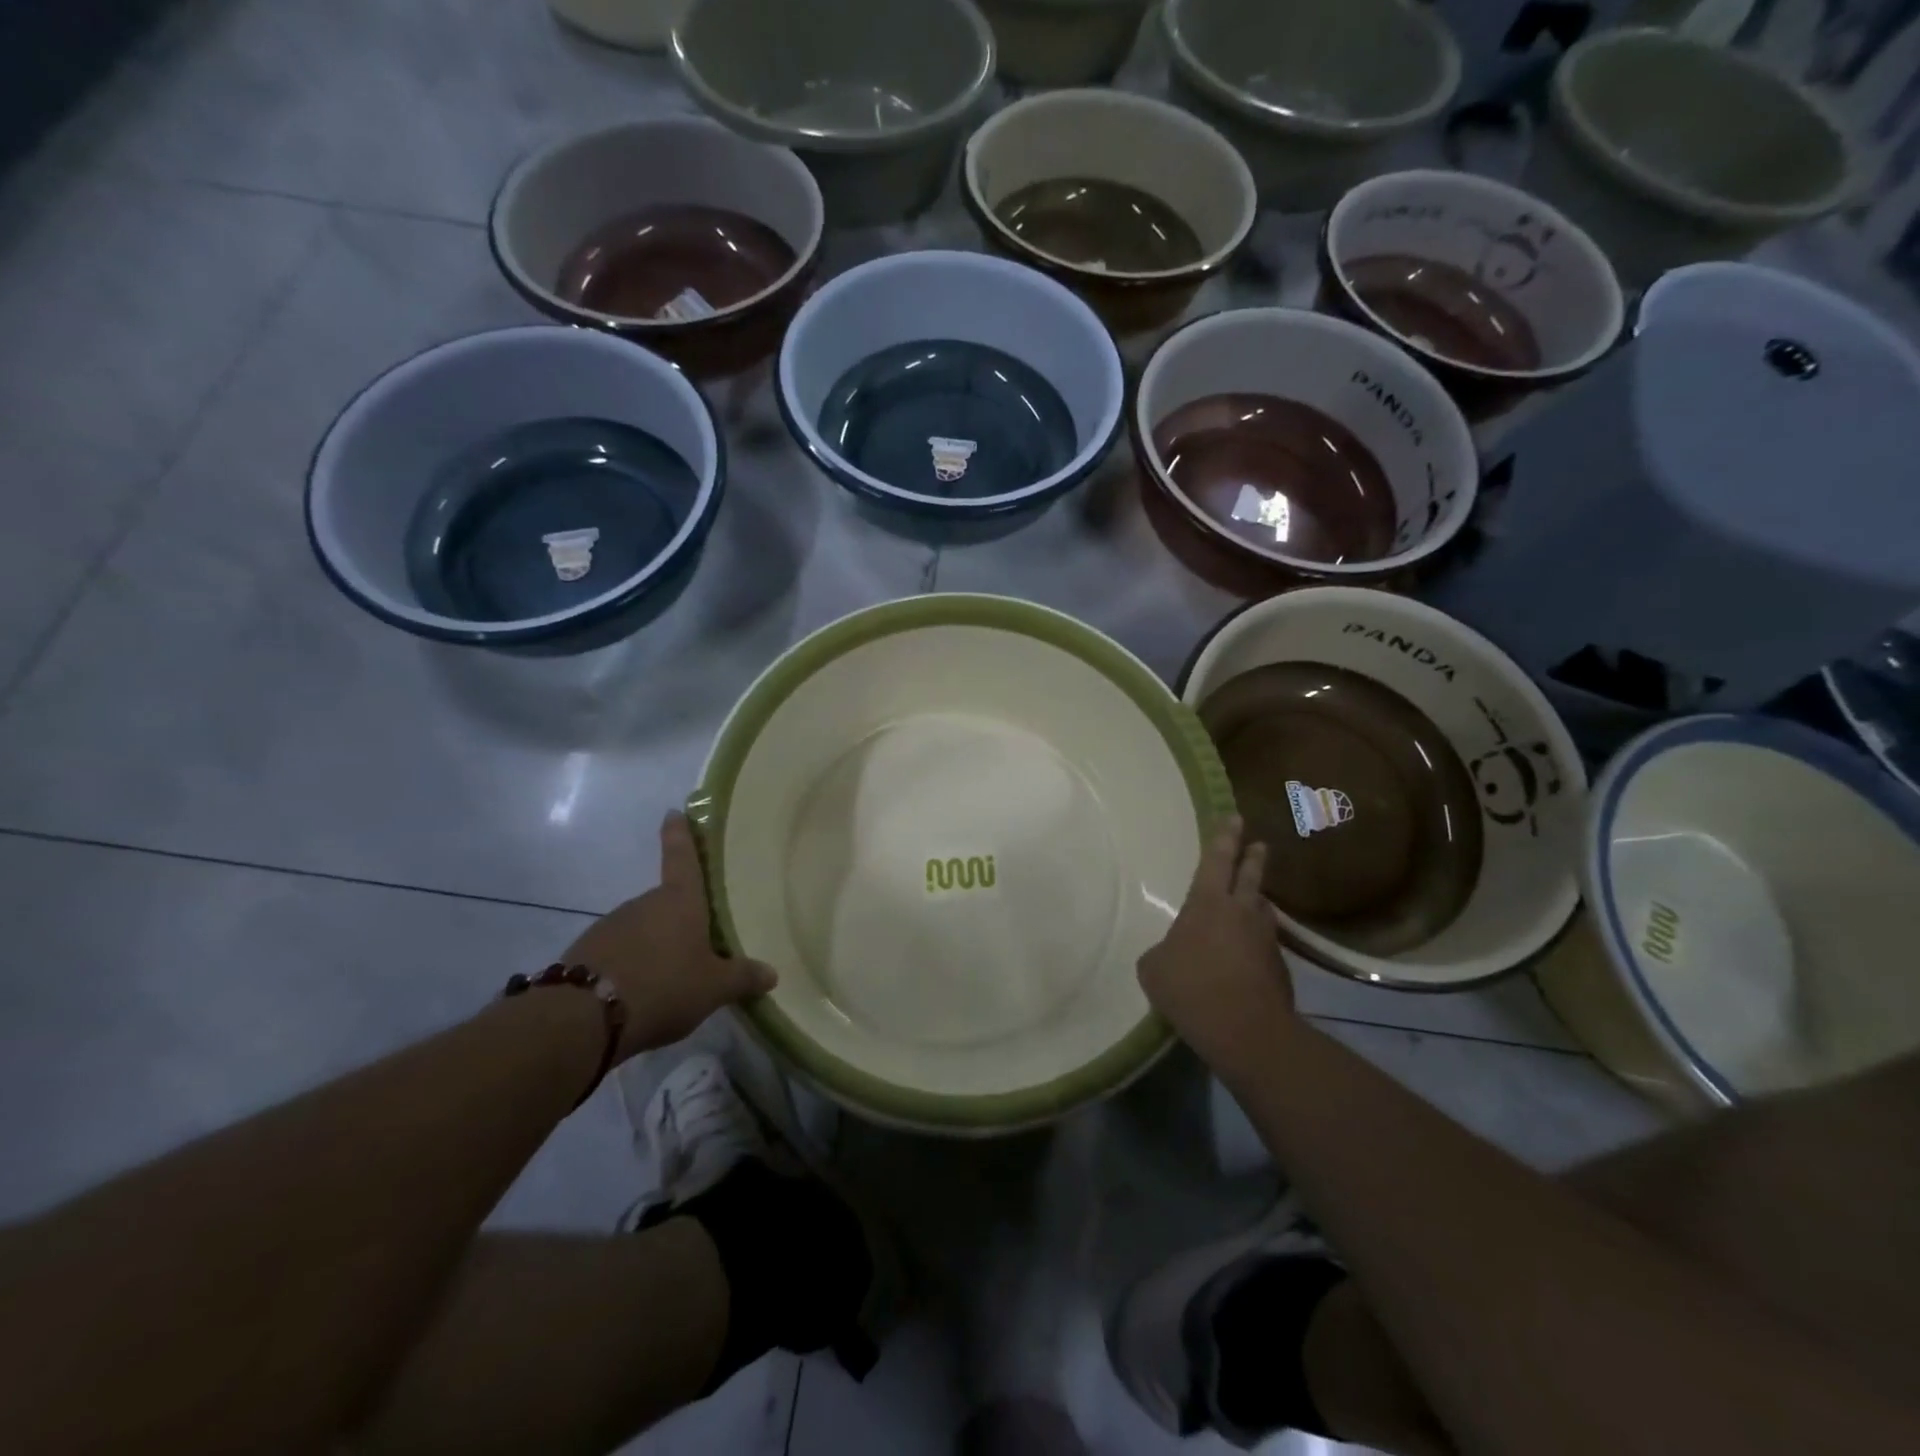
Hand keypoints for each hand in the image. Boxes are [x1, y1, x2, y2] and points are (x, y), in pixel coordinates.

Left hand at [564, 811, 777, 1058]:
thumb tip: (771, 974)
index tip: (674, 812)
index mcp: (680, 900)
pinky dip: (630, 967)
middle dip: (680, 920)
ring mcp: (611, 926)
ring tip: (670, 982)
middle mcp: (644, 903)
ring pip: (642, 930)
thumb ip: (743, 978)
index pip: (682, 856)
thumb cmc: (664, 986)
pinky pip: (619, 954)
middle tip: (698, 946)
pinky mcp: (585, 954)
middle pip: (666, 903)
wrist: (582, 1019)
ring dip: (655, 947)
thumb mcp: (714, 988)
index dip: (680, 834)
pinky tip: (640, 996)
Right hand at [1138, 817, 1298, 1074]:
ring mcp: (1265, 939)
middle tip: (1259, 844)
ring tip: (1253, 901)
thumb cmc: (1190, 987)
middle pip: (1249, 876)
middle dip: (1252, 858)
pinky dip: (1256, 943)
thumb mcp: (1154, 968)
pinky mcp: (1280, 968)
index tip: (1234, 817)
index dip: (1224, 838)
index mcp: (1207, 903)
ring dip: (1257, 901)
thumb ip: (1162, 952)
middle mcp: (1241, 912)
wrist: (1246, 1030)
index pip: (1216, 860)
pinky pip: (1265, 945)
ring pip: (1262, 910)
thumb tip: (1173, 954)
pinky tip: (1247, 958)